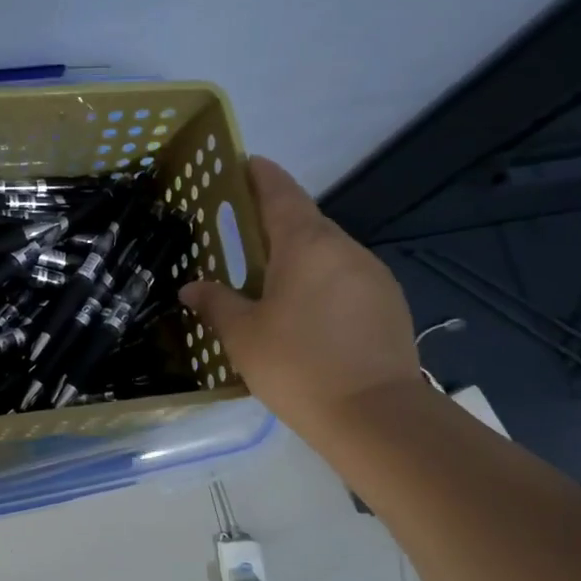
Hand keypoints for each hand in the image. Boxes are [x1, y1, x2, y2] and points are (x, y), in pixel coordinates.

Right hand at [179, 156, 420, 437]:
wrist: (377, 417)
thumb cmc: (298, 366)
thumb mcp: (243, 336)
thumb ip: (215, 304)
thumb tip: (191, 288)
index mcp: (306, 244)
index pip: (280, 192)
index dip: (260, 175)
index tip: (244, 163)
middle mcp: (344, 248)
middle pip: (305, 221)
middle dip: (274, 221)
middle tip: (242, 234)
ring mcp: (373, 275)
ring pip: (328, 253)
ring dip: (299, 256)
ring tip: (271, 280)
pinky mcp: (389, 304)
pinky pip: (346, 279)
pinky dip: (322, 282)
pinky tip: (307, 313)